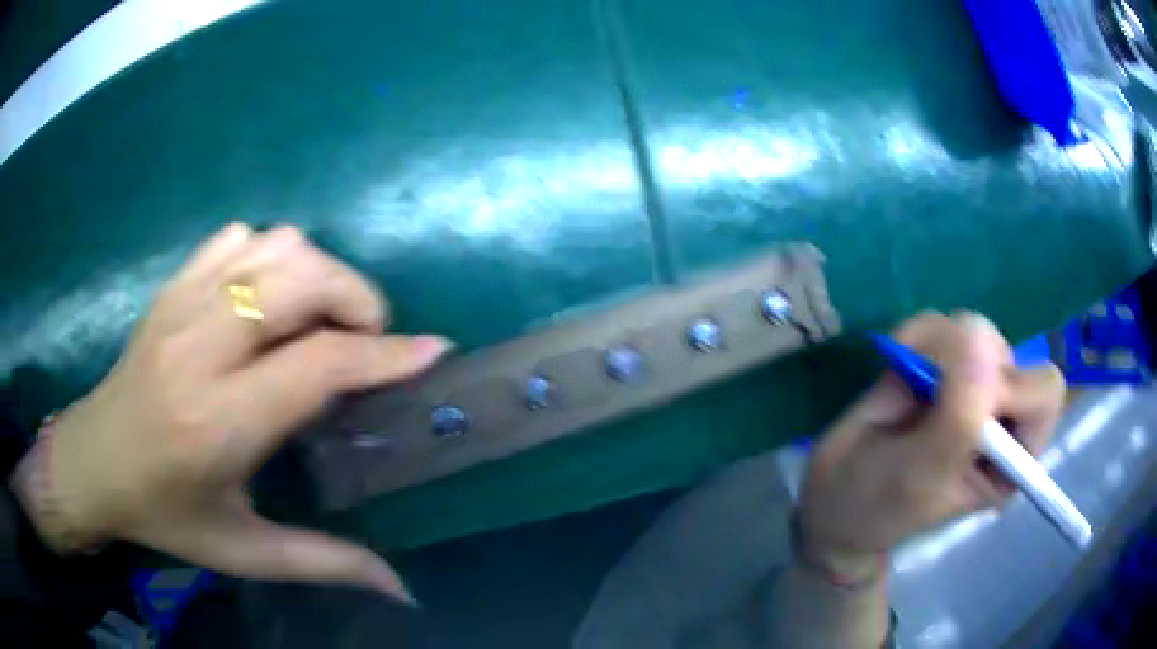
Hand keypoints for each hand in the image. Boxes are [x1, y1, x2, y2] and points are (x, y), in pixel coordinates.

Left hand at [11, 224, 449, 602]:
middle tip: (365, 342)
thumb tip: (402, 587)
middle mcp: (200, 347)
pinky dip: (268, 255)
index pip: (318, 363)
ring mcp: (181, 304)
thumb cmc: (167, 514)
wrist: (94, 461)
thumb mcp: (244, 553)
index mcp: (218, 422)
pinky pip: (238, 237)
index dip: (385, 353)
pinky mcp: (172, 285)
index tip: (432, 350)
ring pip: (274, 246)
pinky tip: (265, 298)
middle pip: (300, 279)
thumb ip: (325, 564)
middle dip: (356, 298)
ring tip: (318, 320)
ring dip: (316, 274)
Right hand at [797, 312, 1064, 580]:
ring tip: (904, 381)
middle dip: (965, 364)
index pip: (1044, 393)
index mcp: (1013, 457)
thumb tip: (981, 339)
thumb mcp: (920, 477)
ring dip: (935, 346)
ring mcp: (970, 386)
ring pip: (976, 330)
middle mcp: (1001, 417)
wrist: (833, 497)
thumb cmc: (878, 506)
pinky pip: (940, 323)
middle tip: (925, 393)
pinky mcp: (940, 364)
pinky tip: (898, 360)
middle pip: (1010, 353)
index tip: (959, 409)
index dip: (1008, 388)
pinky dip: (915, 333)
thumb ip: (959, 418)